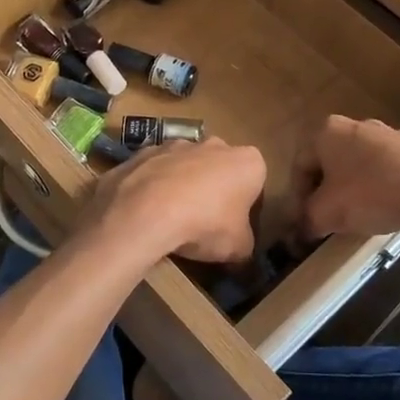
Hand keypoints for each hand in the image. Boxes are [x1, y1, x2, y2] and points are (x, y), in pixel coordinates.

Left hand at [82, 137, 265, 263]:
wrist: (146, 210)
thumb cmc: (206, 224)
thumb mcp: (238, 249)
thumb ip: (245, 247)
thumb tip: (242, 256)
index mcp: (247, 162)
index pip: (255, 181)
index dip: (247, 205)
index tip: (235, 226)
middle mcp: (215, 144)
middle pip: (220, 168)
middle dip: (214, 189)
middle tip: (205, 223)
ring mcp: (176, 143)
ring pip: (186, 166)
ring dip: (183, 185)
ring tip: (172, 219)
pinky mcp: (144, 152)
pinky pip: (155, 171)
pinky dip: (153, 187)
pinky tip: (147, 212)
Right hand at [296, 116, 399, 240]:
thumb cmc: (371, 195)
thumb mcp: (327, 214)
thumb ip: (307, 219)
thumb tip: (301, 230)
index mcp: (329, 131)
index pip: (301, 165)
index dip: (297, 196)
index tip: (304, 220)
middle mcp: (358, 123)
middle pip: (332, 161)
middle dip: (328, 189)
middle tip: (330, 217)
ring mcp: (393, 132)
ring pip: (364, 162)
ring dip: (357, 185)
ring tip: (363, 214)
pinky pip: (394, 167)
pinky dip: (388, 184)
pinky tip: (393, 205)